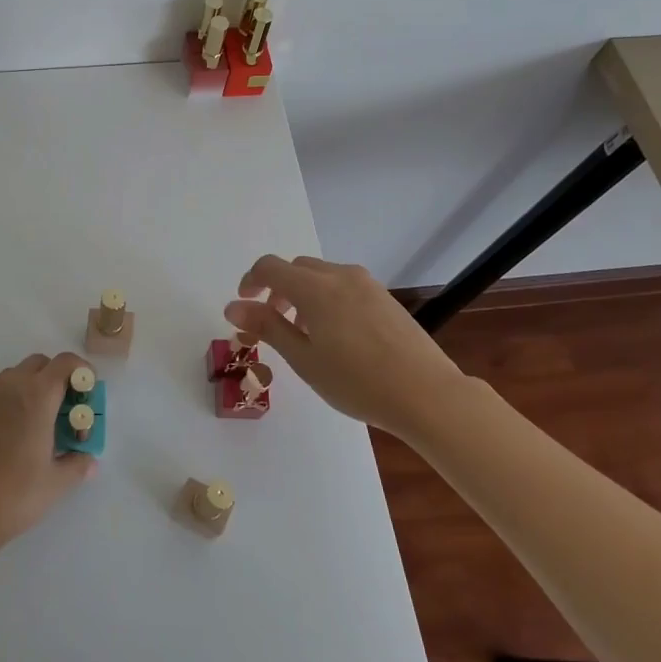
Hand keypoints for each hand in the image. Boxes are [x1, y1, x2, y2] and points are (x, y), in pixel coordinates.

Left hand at [0, 352, 97, 557]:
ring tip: (41, 424)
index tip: (88, 392)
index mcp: (37, 396)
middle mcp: (11, 387)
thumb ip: (77, 465)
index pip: (65, 363)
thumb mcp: (56, 483)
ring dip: (34, 387)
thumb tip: (89, 461)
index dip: (82, 371)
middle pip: (40, 363)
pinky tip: (15, 436)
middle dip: (58, 378)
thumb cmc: (14, 494)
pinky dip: (13, 401)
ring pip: (16, 375)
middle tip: (66, 410)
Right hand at [225, 255, 462, 433]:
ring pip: (321, 275)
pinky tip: (337, 335)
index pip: (270, 267)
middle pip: (296, 268)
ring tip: (305, 333)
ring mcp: (366, 284)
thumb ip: (267, 327)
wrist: (427, 394)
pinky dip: (327, 298)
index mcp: (315, 288)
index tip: (244, 305)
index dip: (250, 281)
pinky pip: (344, 285)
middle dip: (277, 289)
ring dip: (303, 293)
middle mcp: (339, 275)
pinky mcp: (385, 297)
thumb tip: (233, 306)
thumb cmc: (357, 381)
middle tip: (273, 323)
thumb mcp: (304, 359)